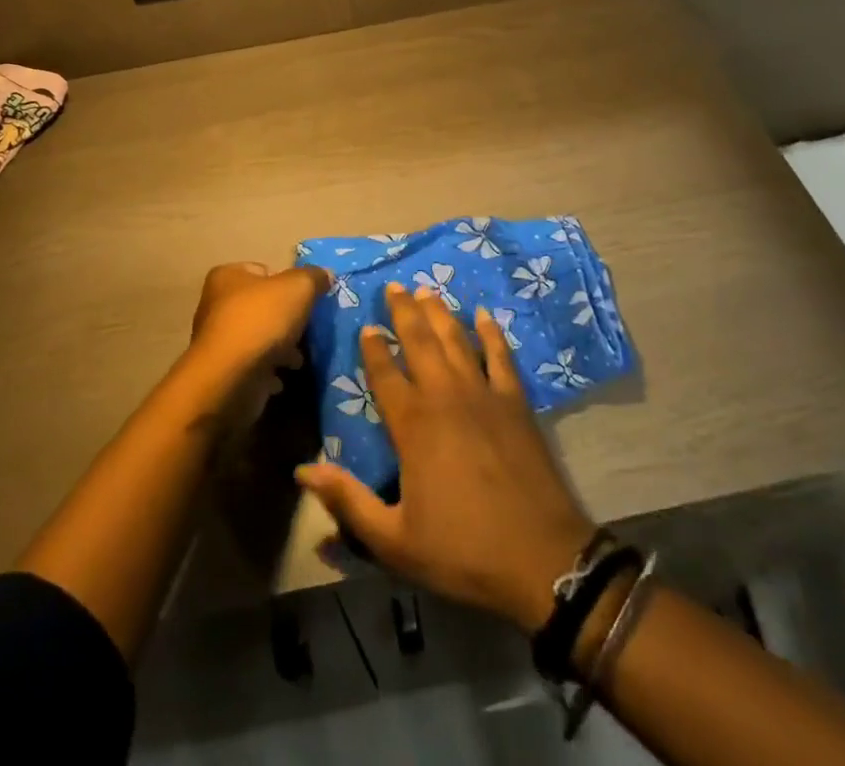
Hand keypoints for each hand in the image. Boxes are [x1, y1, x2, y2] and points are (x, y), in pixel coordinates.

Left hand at [188, 261, 328, 383]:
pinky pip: (253, 366)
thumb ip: (313, 277)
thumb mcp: (298, 288)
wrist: (230, 379)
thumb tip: (325, 274)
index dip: (288, 283)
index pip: (265, 271)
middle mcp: (217, 304)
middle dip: (287, 320)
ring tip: (298, 359)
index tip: (306, 300)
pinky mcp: (223, 371)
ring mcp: (218, 340)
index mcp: (228, 276)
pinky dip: (268, 371)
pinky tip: (282, 377)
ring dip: (281, 348)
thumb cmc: (261, 321)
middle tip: (306, 330)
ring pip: (260, 337)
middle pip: (263, 306)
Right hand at [296, 284, 595, 632]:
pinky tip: (483, 315)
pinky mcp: (515, 402)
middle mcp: (445, 396)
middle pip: (420, 341)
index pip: (385, 373)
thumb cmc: (463, 550)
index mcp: (413, 424)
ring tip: (427, 290)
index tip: (366, 327)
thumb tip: (303, 470)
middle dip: (404, 312)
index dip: (374, 348)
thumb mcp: (394, 541)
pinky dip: (491, 333)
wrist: (542, 559)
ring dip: (439, 313)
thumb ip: (347, 502)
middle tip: (394, 286)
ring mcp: (483, 394)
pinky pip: (501, 356)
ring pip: (456, 339)